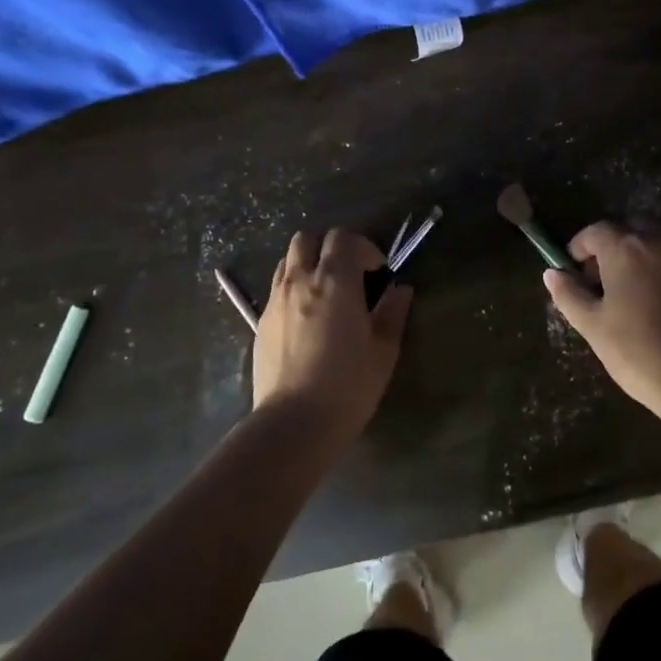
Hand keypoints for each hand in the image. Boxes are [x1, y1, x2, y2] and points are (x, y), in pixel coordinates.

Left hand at [252, 229, 412, 438]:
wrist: (294, 423)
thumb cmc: (348, 384)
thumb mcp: (383, 349)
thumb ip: (392, 312)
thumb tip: (400, 289)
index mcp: (334, 281)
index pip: (343, 237)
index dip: (363, 247)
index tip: (378, 272)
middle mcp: (300, 280)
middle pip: (307, 239)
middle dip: (329, 247)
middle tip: (349, 274)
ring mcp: (275, 301)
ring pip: (287, 261)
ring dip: (307, 265)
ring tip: (325, 292)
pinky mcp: (260, 323)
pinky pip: (276, 289)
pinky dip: (293, 289)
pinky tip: (306, 319)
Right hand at [543, 221, 660, 411]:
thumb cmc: (636, 351)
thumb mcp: (592, 325)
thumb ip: (569, 294)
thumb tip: (552, 273)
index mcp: (626, 249)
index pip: (596, 231)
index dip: (580, 247)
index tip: (573, 268)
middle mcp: (660, 244)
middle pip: (630, 231)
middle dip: (613, 248)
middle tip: (602, 280)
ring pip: (658, 247)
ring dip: (641, 260)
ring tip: (633, 295)